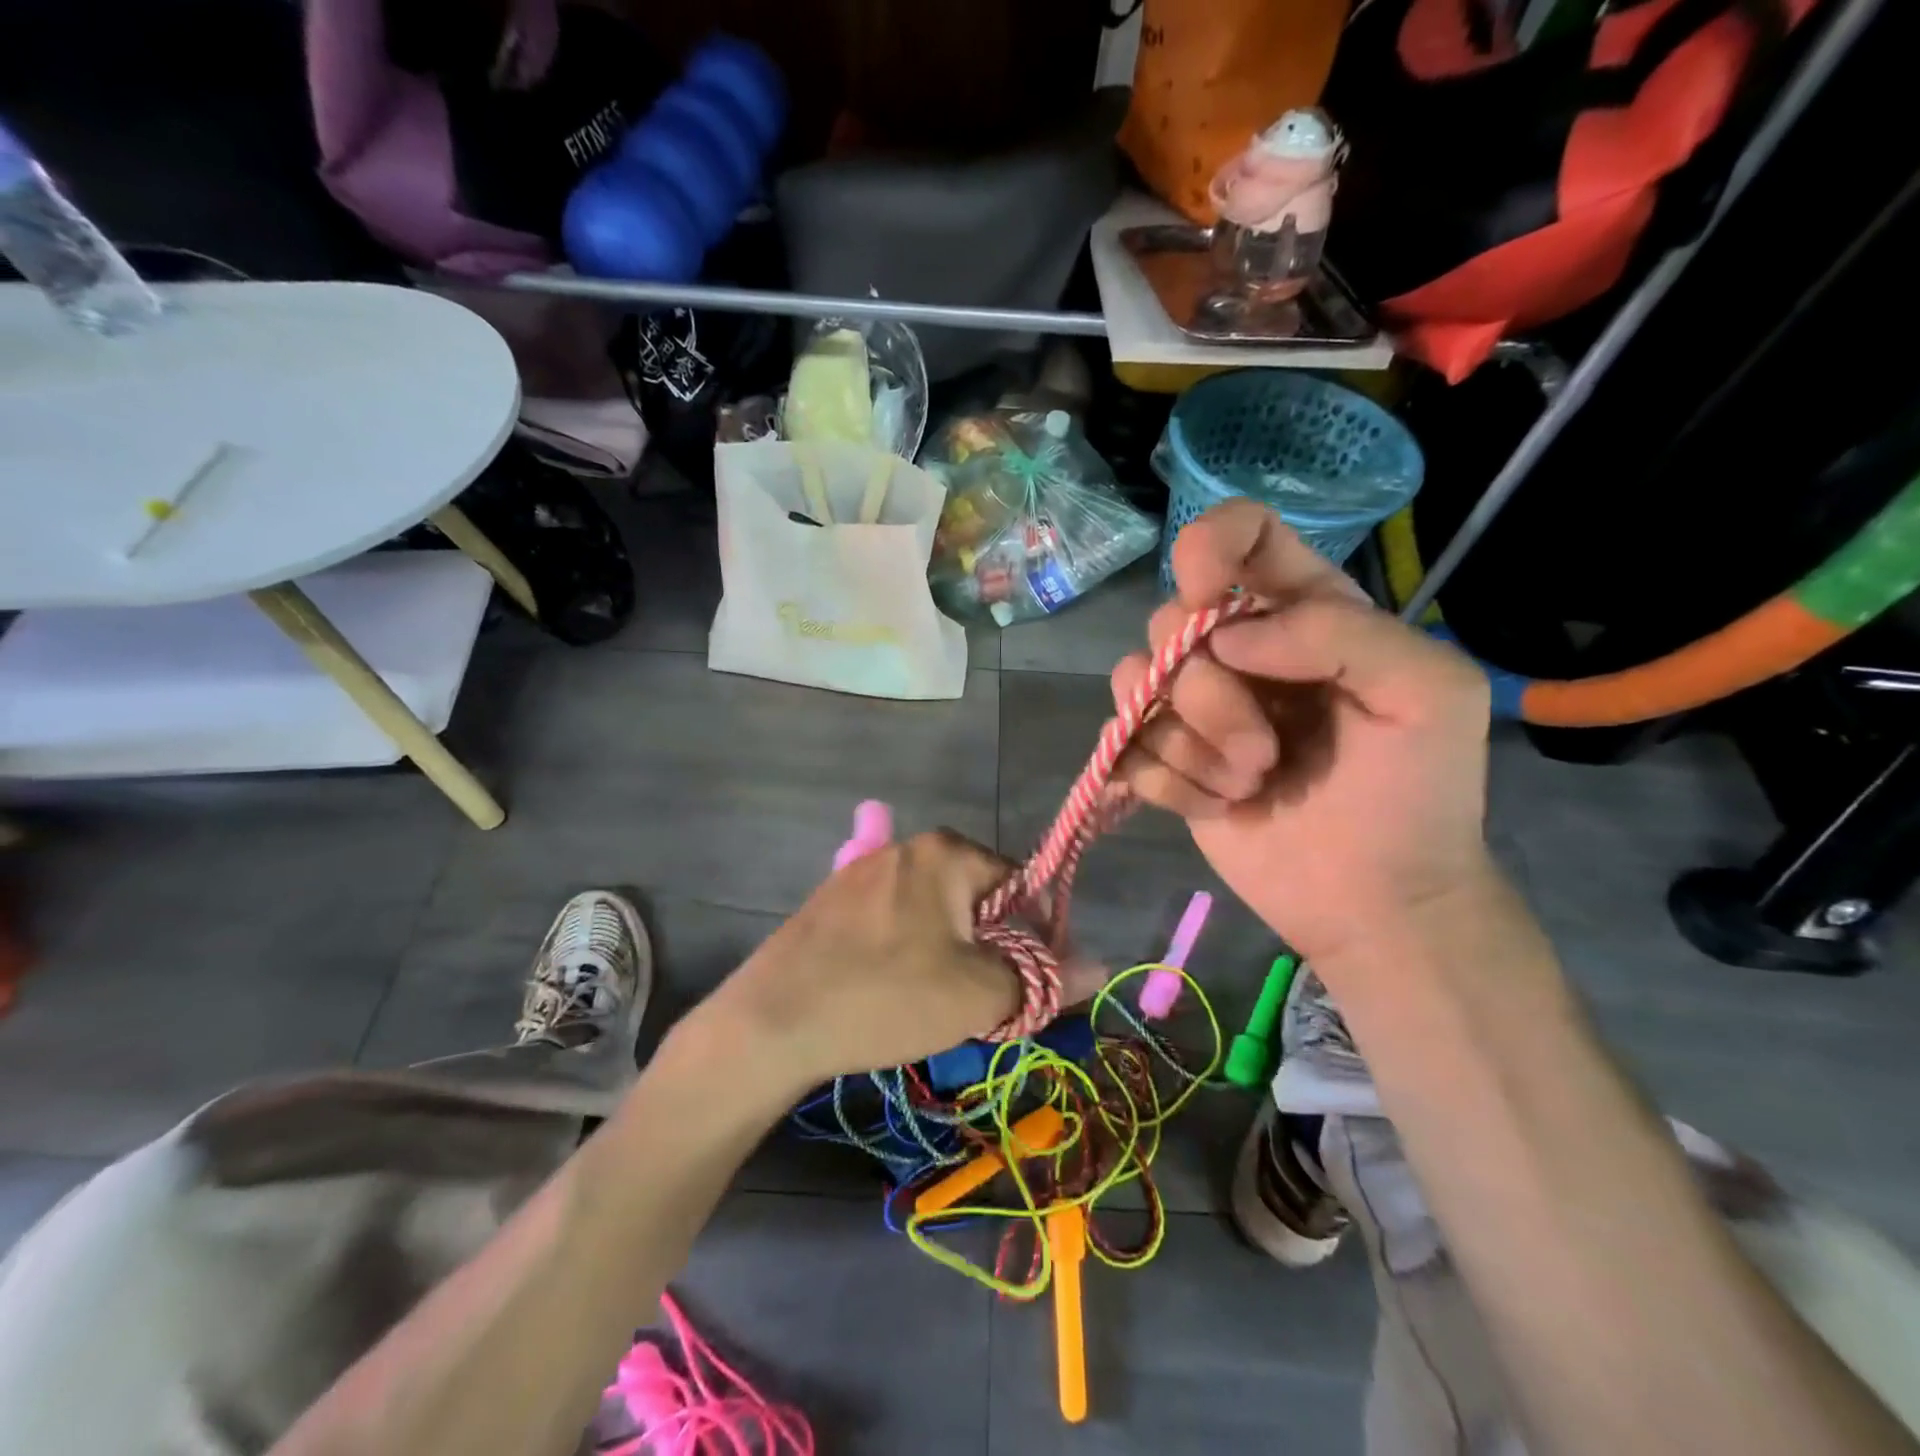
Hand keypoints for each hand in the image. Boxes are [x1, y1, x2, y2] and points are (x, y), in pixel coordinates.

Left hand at [703, 831, 1098, 1088]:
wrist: (771, 1020)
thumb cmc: (887, 995)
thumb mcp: (978, 993)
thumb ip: (1043, 978)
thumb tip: (1101, 966)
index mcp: (946, 852)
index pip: (1021, 883)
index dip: (1037, 936)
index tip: (1028, 985)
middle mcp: (905, 847)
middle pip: (976, 897)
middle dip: (989, 949)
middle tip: (979, 1003)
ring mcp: (862, 871)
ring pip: (933, 914)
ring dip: (950, 955)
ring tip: (933, 1005)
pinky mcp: (831, 902)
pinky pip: (893, 922)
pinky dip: (908, 954)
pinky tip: (890, 992)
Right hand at [1113, 500, 1495, 967]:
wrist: (1374, 899)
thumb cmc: (1415, 793)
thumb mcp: (1429, 692)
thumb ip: (1340, 632)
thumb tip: (1228, 637)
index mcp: (1302, 612)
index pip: (1240, 534)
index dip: (1210, 545)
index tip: (1207, 593)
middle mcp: (1237, 650)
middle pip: (1169, 620)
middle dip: (1210, 693)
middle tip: (1267, 749)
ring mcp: (1193, 709)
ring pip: (1135, 682)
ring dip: (1192, 744)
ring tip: (1246, 783)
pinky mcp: (1163, 762)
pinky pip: (1124, 746)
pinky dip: (1169, 783)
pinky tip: (1218, 807)